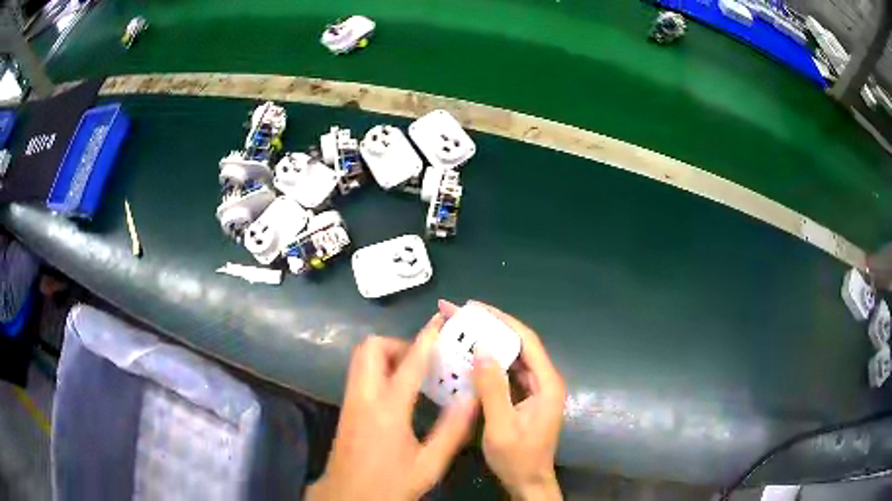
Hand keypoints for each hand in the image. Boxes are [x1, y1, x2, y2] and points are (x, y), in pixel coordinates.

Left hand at [307, 313, 476, 500]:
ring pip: (362, 359)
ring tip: (416, 375)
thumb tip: (472, 396)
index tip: (440, 321)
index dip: (426, 339)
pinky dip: (380, 370)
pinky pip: (361, 374)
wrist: (347, 496)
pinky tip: (401, 393)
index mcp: (387, 410)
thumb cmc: (390, 483)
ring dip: (388, 356)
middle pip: (371, 348)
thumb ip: (452, 430)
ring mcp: (350, 401)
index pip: (409, 363)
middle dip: (399, 344)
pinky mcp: (347, 409)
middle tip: (424, 361)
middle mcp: (364, 397)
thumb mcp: (428, 464)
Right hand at [462, 301, 565, 500]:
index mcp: (546, 383)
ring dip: (487, 342)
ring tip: (459, 329)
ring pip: (511, 357)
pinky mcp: (524, 398)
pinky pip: (506, 372)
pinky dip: (488, 362)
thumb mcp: (501, 426)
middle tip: (458, 314)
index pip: (526, 340)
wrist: (528, 482)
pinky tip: (468, 357)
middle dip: (489, 327)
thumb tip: (482, 349)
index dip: (501, 320)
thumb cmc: (517, 458)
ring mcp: (535, 389)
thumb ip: (493, 388)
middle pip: (518, 344)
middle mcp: (544, 380)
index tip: (474, 306)